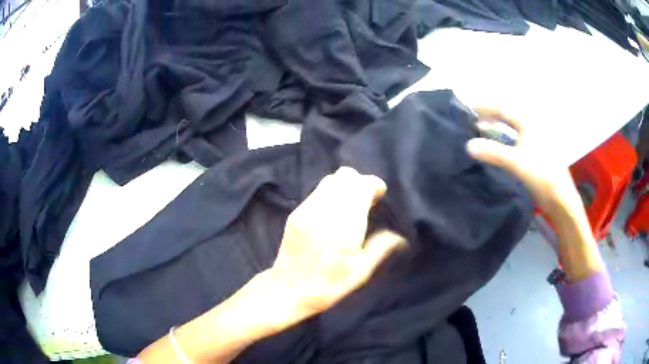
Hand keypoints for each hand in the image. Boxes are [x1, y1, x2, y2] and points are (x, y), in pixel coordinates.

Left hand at [270, 167, 405, 320]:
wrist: (288, 290)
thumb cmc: (329, 286)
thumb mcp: (360, 273)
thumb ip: (381, 248)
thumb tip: (400, 237)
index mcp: (345, 226)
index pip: (361, 185)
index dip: (374, 185)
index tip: (379, 196)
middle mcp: (325, 212)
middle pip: (345, 176)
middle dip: (360, 183)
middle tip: (367, 201)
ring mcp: (307, 210)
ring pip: (330, 180)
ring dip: (345, 186)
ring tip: (351, 206)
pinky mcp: (295, 213)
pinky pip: (317, 191)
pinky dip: (330, 193)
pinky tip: (333, 213)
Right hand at [466, 108, 582, 213]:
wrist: (560, 198)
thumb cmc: (541, 175)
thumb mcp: (516, 162)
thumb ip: (493, 152)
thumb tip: (469, 145)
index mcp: (529, 124)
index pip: (504, 109)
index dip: (486, 107)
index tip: (470, 107)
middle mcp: (532, 127)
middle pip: (508, 117)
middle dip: (491, 116)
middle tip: (475, 119)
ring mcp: (535, 140)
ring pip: (512, 129)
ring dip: (497, 129)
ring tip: (483, 130)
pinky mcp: (535, 153)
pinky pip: (516, 140)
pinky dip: (504, 140)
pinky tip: (498, 146)